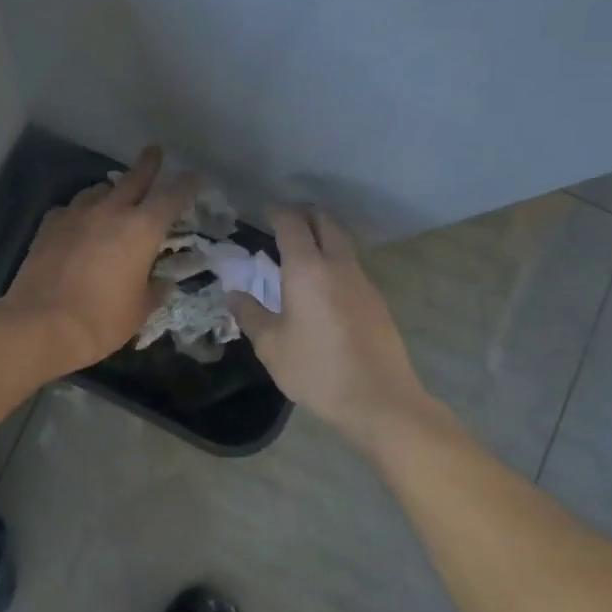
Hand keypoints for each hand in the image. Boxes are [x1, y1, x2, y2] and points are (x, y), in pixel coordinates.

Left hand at [0, 145, 197, 376]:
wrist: (41, 324)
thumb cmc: (101, 320)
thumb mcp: (140, 310)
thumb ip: (155, 290)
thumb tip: (161, 282)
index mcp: (142, 229)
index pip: (171, 197)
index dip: (186, 185)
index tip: (194, 176)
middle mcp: (110, 212)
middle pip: (133, 179)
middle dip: (147, 164)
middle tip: (154, 150)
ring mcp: (76, 215)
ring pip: (98, 190)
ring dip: (110, 189)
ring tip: (113, 192)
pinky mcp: (49, 225)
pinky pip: (70, 208)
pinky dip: (80, 211)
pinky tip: (79, 221)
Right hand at [227, 206, 445, 442]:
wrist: (379, 399)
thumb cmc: (316, 369)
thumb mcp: (270, 346)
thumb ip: (249, 314)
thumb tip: (233, 294)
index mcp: (306, 270)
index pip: (292, 224)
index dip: (277, 212)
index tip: (264, 211)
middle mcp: (338, 265)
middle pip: (325, 223)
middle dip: (305, 215)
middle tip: (285, 221)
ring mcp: (363, 281)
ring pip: (343, 243)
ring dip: (323, 236)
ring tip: (303, 250)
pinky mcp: (377, 301)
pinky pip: (352, 267)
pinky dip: (335, 261)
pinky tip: (324, 284)